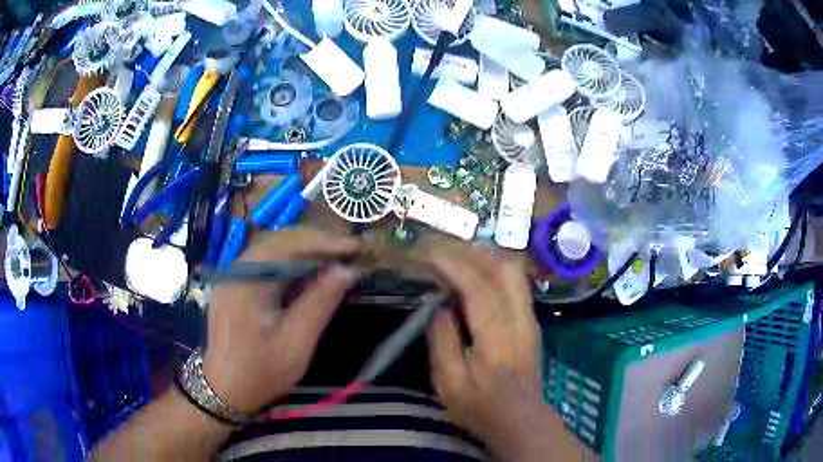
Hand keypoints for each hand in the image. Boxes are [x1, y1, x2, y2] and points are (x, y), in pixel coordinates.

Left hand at [202, 228, 360, 413]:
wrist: (224, 390)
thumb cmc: (260, 372)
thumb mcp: (296, 343)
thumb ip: (320, 304)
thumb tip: (346, 271)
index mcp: (247, 281)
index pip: (288, 244)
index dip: (324, 241)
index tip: (355, 247)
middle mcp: (236, 270)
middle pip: (279, 240)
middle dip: (316, 242)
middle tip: (348, 251)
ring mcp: (232, 277)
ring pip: (272, 250)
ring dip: (304, 251)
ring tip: (334, 259)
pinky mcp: (234, 286)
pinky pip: (265, 264)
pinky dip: (290, 264)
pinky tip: (307, 274)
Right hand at [428, 245, 579, 460]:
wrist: (521, 420)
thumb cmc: (482, 408)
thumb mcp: (450, 384)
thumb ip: (443, 342)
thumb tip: (440, 308)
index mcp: (498, 337)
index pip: (478, 288)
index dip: (452, 266)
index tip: (428, 253)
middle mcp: (520, 319)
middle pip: (504, 268)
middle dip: (471, 253)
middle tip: (442, 251)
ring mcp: (529, 318)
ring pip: (513, 271)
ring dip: (484, 257)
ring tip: (455, 257)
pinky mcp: (530, 321)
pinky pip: (515, 282)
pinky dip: (493, 269)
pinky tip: (475, 275)